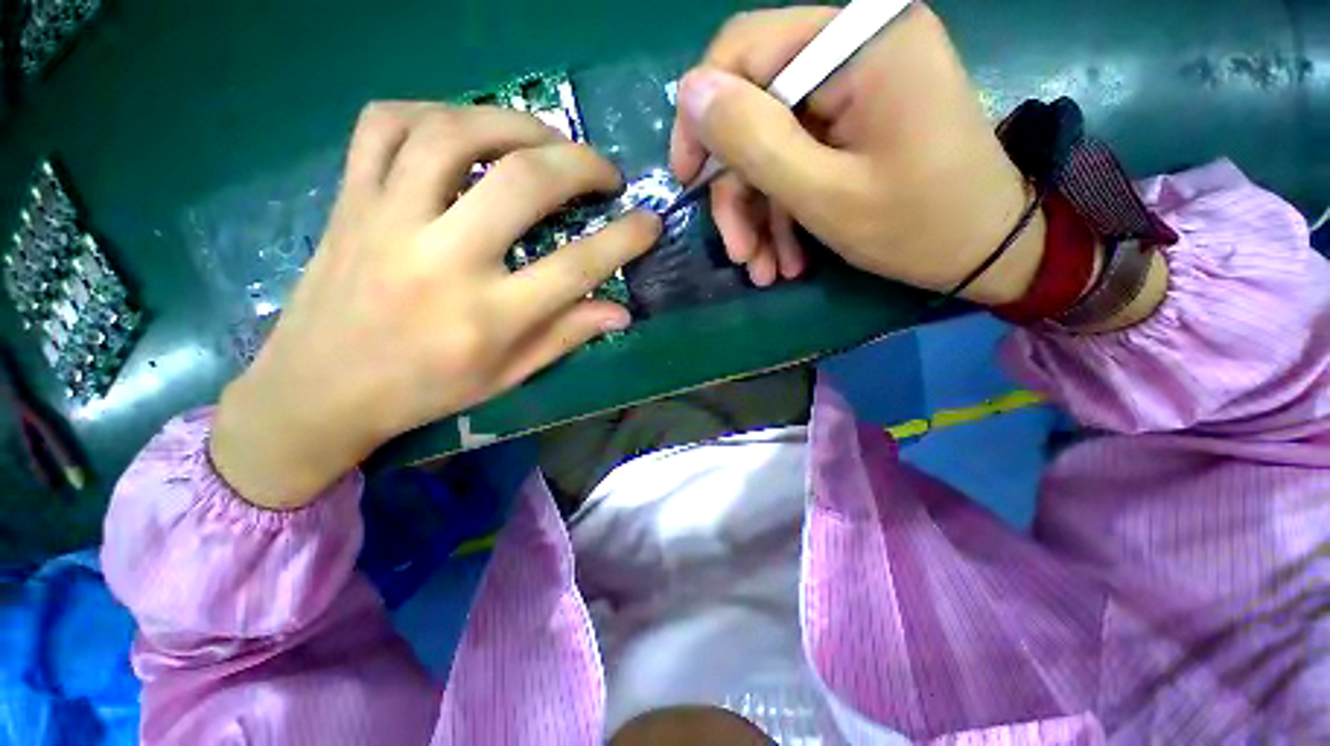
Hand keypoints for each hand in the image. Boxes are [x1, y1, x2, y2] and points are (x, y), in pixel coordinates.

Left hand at [211, 103, 660, 509]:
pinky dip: (435, 111)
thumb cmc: (424, 390)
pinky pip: (386, 125)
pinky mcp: (349, 199)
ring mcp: (386, 219)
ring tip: (547, 139)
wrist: (317, 389)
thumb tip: (621, 311)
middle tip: (605, 171)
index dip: (625, 239)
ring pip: (455, 134)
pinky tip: (466, 129)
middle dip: (581, 164)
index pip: (578, 268)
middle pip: (523, 183)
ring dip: (516, 124)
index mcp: (486, 317)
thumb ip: (566, 336)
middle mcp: (441, 260)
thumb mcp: (507, 376)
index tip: (650, 222)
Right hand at [670, 4, 1044, 302]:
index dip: (703, 118)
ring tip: (765, 271)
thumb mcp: (824, 194)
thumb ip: (753, 140)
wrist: (986, 250)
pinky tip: (787, 259)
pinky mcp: (857, 121)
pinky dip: (786, 212)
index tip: (689, 183)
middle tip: (741, 256)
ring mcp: (856, 87)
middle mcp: (856, 46)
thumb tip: (690, 93)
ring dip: (762, 215)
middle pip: (757, 110)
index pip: (743, 50)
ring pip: (773, 146)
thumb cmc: (917, 226)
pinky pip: (799, 159)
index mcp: (858, 40)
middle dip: (740, 193)